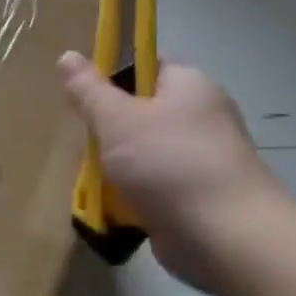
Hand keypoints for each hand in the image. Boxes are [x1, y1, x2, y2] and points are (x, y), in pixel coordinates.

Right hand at [58, 53, 283, 287]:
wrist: (227, 239)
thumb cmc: (169, 163)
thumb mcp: (117, 118)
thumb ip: (89, 89)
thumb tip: (68, 56)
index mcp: (189, 85)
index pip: (146, 63)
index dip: (112, 72)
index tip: (83, 92)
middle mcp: (202, 116)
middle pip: (142, 109)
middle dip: (110, 125)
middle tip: (85, 137)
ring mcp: (203, 159)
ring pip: (144, 150)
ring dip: (117, 164)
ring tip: (94, 175)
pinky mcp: (198, 197)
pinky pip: (154, 184)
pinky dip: (133, 193)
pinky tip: (112, 203)